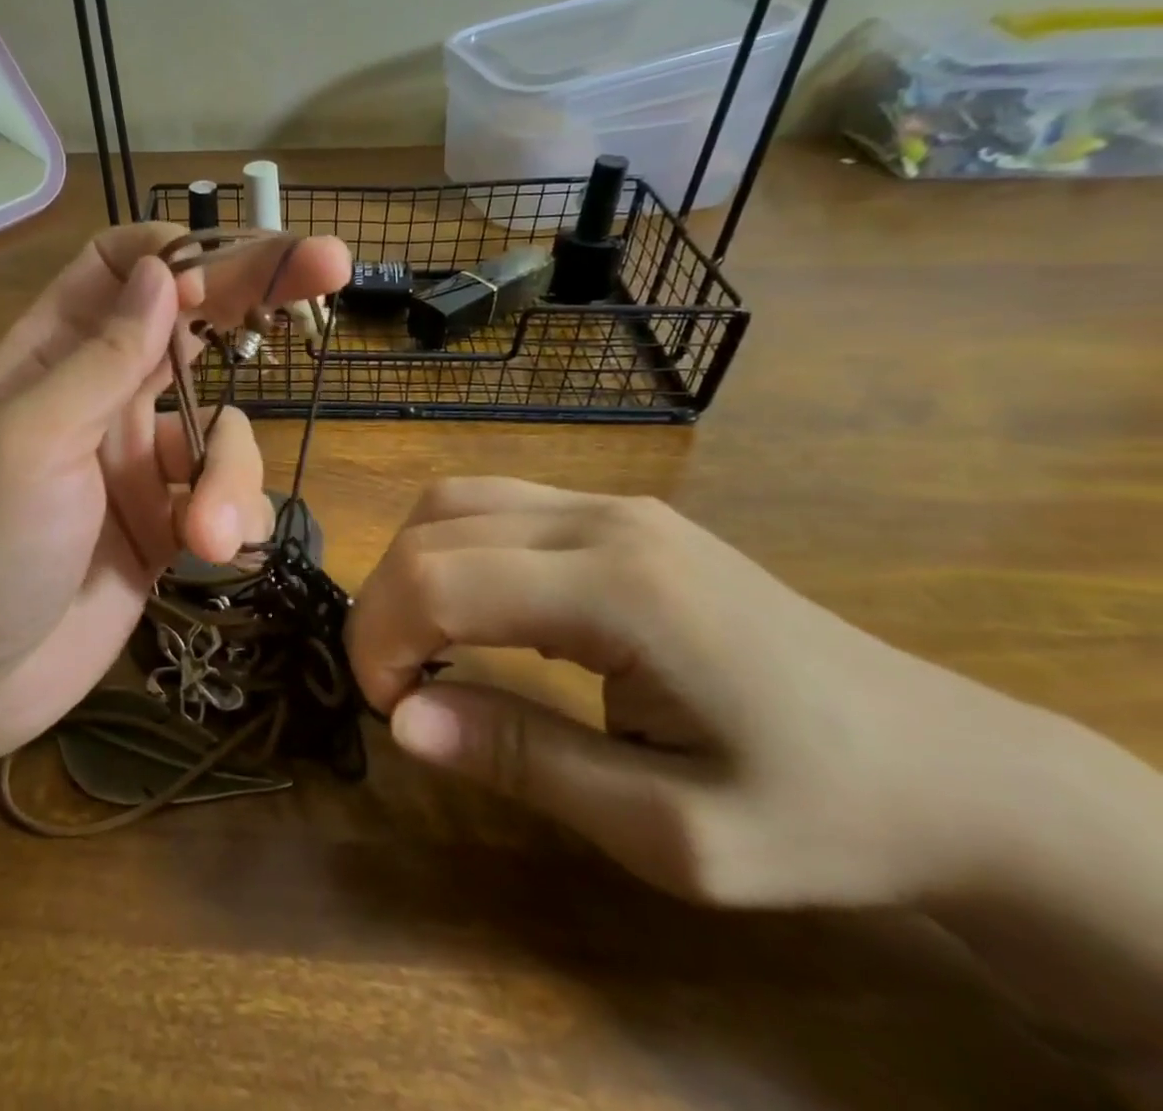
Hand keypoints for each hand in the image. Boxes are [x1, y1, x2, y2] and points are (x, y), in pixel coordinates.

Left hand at [0, 223, 350, 761]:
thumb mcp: (28, 441)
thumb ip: (102, 359)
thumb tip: (160, 271)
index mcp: (53, 358)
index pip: (117, 269)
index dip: (175, 251)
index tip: (230, 260)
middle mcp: (104, 398)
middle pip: (192, 326)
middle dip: (257, 295)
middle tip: (332, 262)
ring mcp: (142, 463)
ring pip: (227, 430)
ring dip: (232, 474)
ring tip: (205, 532)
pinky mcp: (170, 524)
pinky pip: (231, 496)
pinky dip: (234, 517)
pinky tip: (209, 553)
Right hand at [346, 478, 1045, 908]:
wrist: (948, 766)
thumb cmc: (817, 814)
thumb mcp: (669, 830)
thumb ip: (524, 760)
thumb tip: (403, 723)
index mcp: (619, 589)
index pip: (439, 580)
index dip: (382, 640)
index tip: (389, 711)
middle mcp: (604, 519)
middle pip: (433, 528)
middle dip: (382, 605)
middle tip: (395, 687)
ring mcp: (614, 506)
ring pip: (455, 499)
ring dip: (410, 568)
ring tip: (421, 646)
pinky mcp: (620, 514)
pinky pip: (495, 505)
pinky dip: (449, 550)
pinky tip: (472, 610)